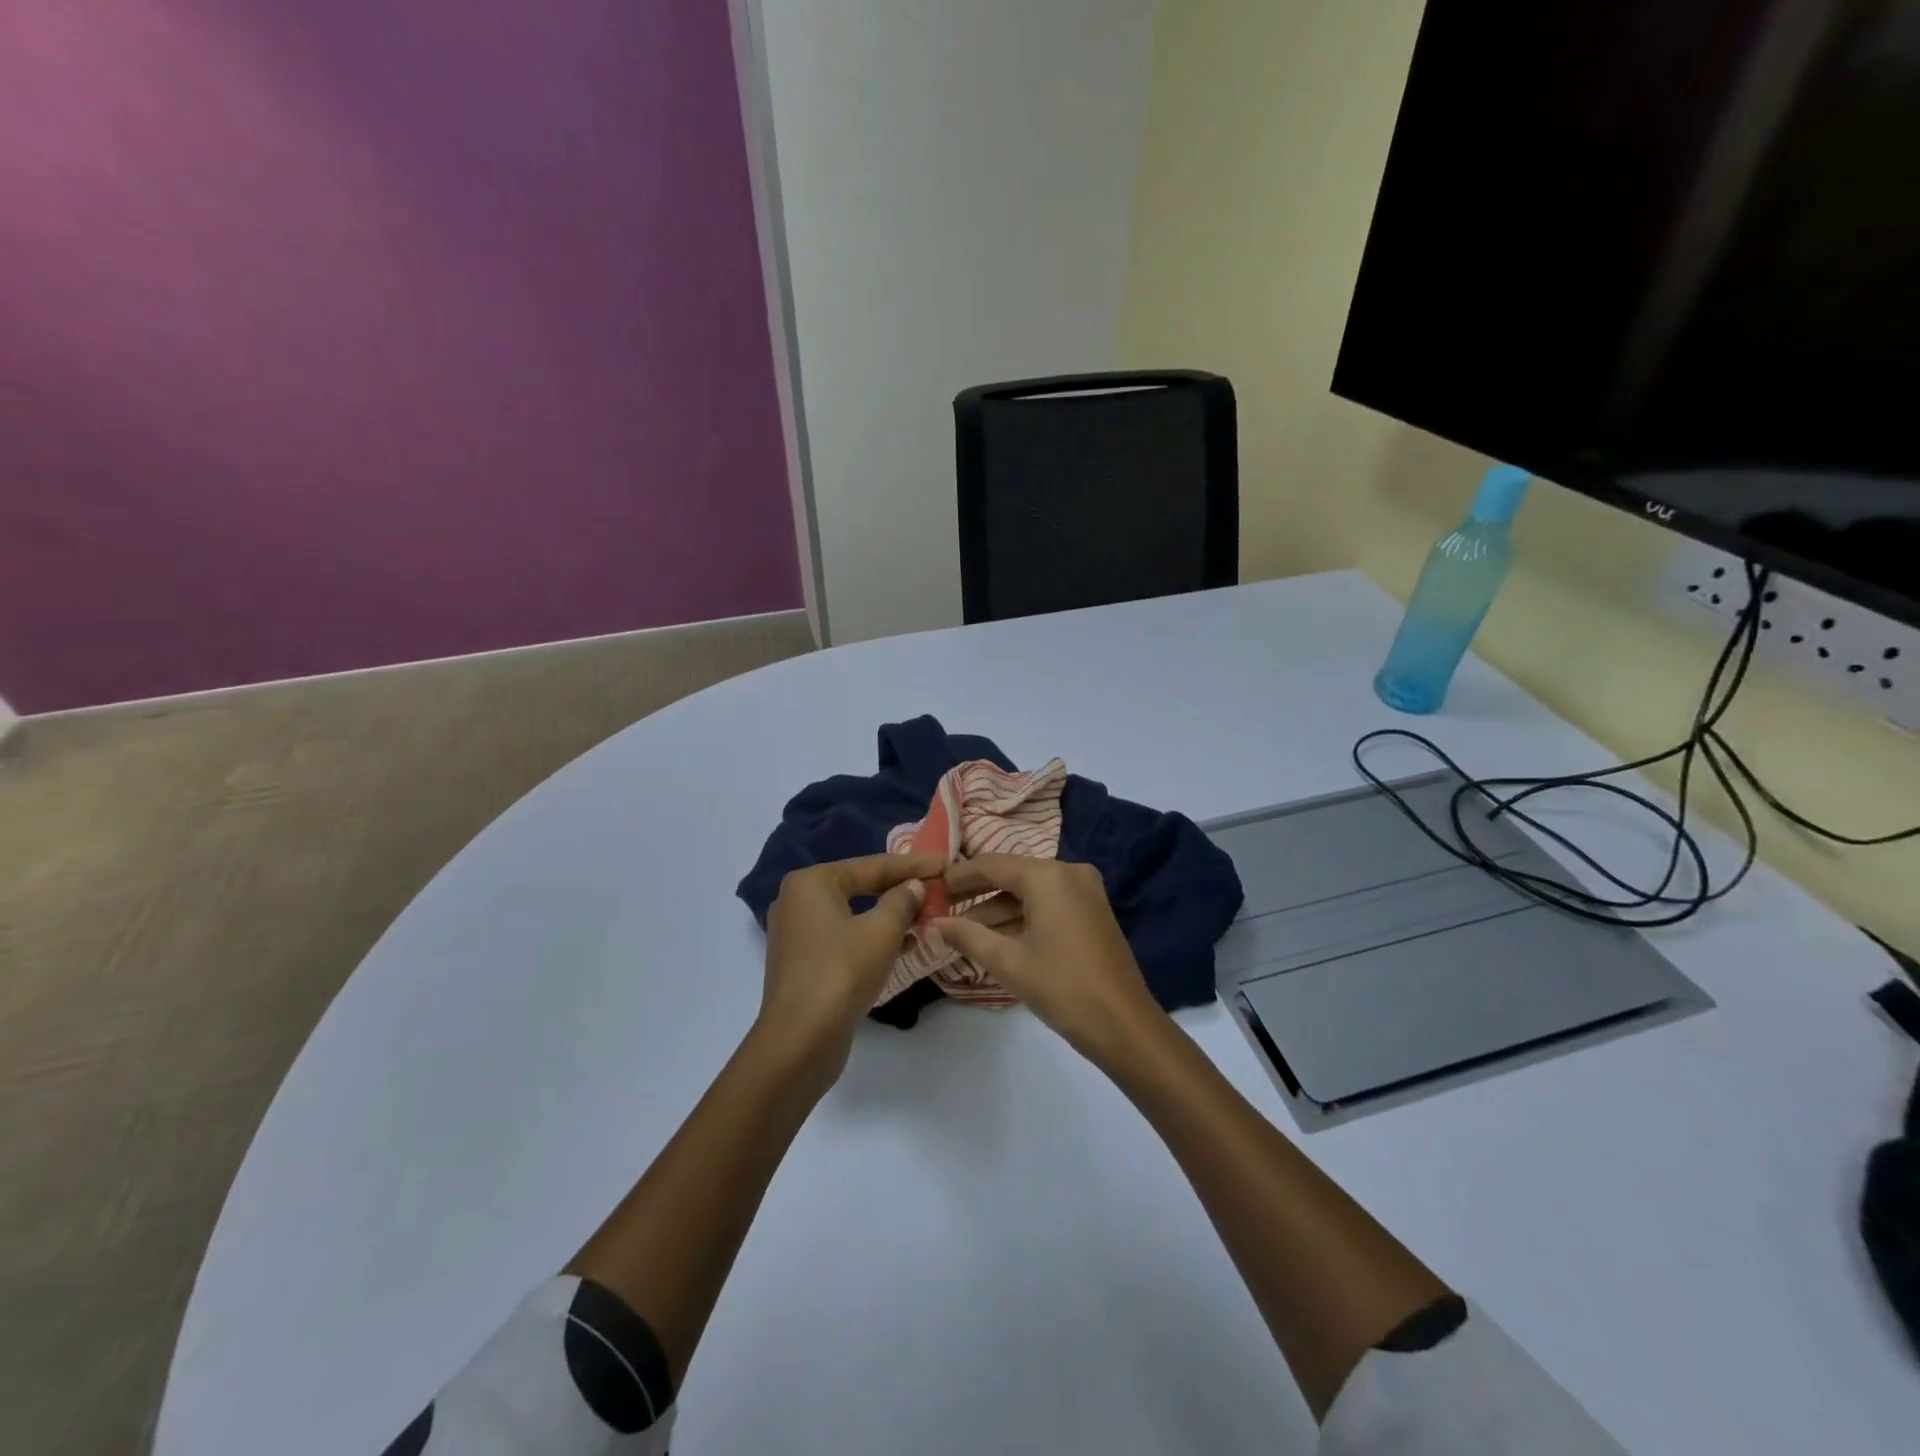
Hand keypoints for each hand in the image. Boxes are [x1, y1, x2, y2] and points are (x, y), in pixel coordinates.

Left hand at [756, 852, 943, 1087]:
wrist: (799, 1042)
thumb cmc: (841, 973)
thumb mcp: (881, 932)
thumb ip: (902, 901)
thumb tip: (913, 886)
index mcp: (811, 882)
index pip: (871, 866)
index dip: (912, 864)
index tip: (945, 862)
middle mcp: (798, 901)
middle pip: (860, 886)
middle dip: (900, 889)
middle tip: (937, 886)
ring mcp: (797, 934)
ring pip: (854, 914)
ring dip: (890, 916)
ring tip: (928, 915)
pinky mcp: (804, 963)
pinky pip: (845, 938)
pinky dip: (872, 937)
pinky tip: (905, 944)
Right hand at [935, 855, 1167, 1066]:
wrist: (1124, 1025)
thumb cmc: (1061, 987)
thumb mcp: (1008, 961)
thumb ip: (967, 936)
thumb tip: (932, 924)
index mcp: (1048, 876)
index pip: (992, 864)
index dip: (959, 876)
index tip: (931, 888)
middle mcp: (1068, 872)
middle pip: (1012, 874)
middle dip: (976, 893)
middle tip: (942, 908)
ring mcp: (1085, 890)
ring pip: (1030, 891)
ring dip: (998, 908)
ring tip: (962, 930)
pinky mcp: (1092, 910)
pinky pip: (1048, 903)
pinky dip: (1022, 916)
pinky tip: (995, 937)